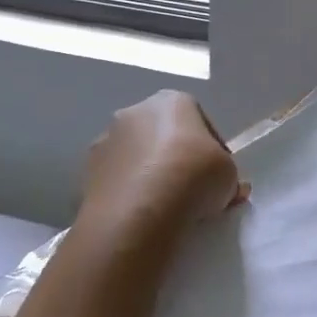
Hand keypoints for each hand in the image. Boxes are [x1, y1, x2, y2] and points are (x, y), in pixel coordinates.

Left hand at [78, 90, 245, 236]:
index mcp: (173, 101)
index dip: (212, 150)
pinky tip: (143, 215)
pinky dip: (130, 192)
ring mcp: (106, 140)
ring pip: (137, 157)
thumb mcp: (230, 175)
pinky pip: (118, 179)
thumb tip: (229, 188)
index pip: (199, 122)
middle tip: (193, 189)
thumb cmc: (194, 176)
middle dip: (178, 158)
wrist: (140, 210)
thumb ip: (228, 176)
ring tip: (166, 207)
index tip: (217, 174)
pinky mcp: (87, 172)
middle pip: (164, 135)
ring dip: (151, 174)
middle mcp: (135, 111)